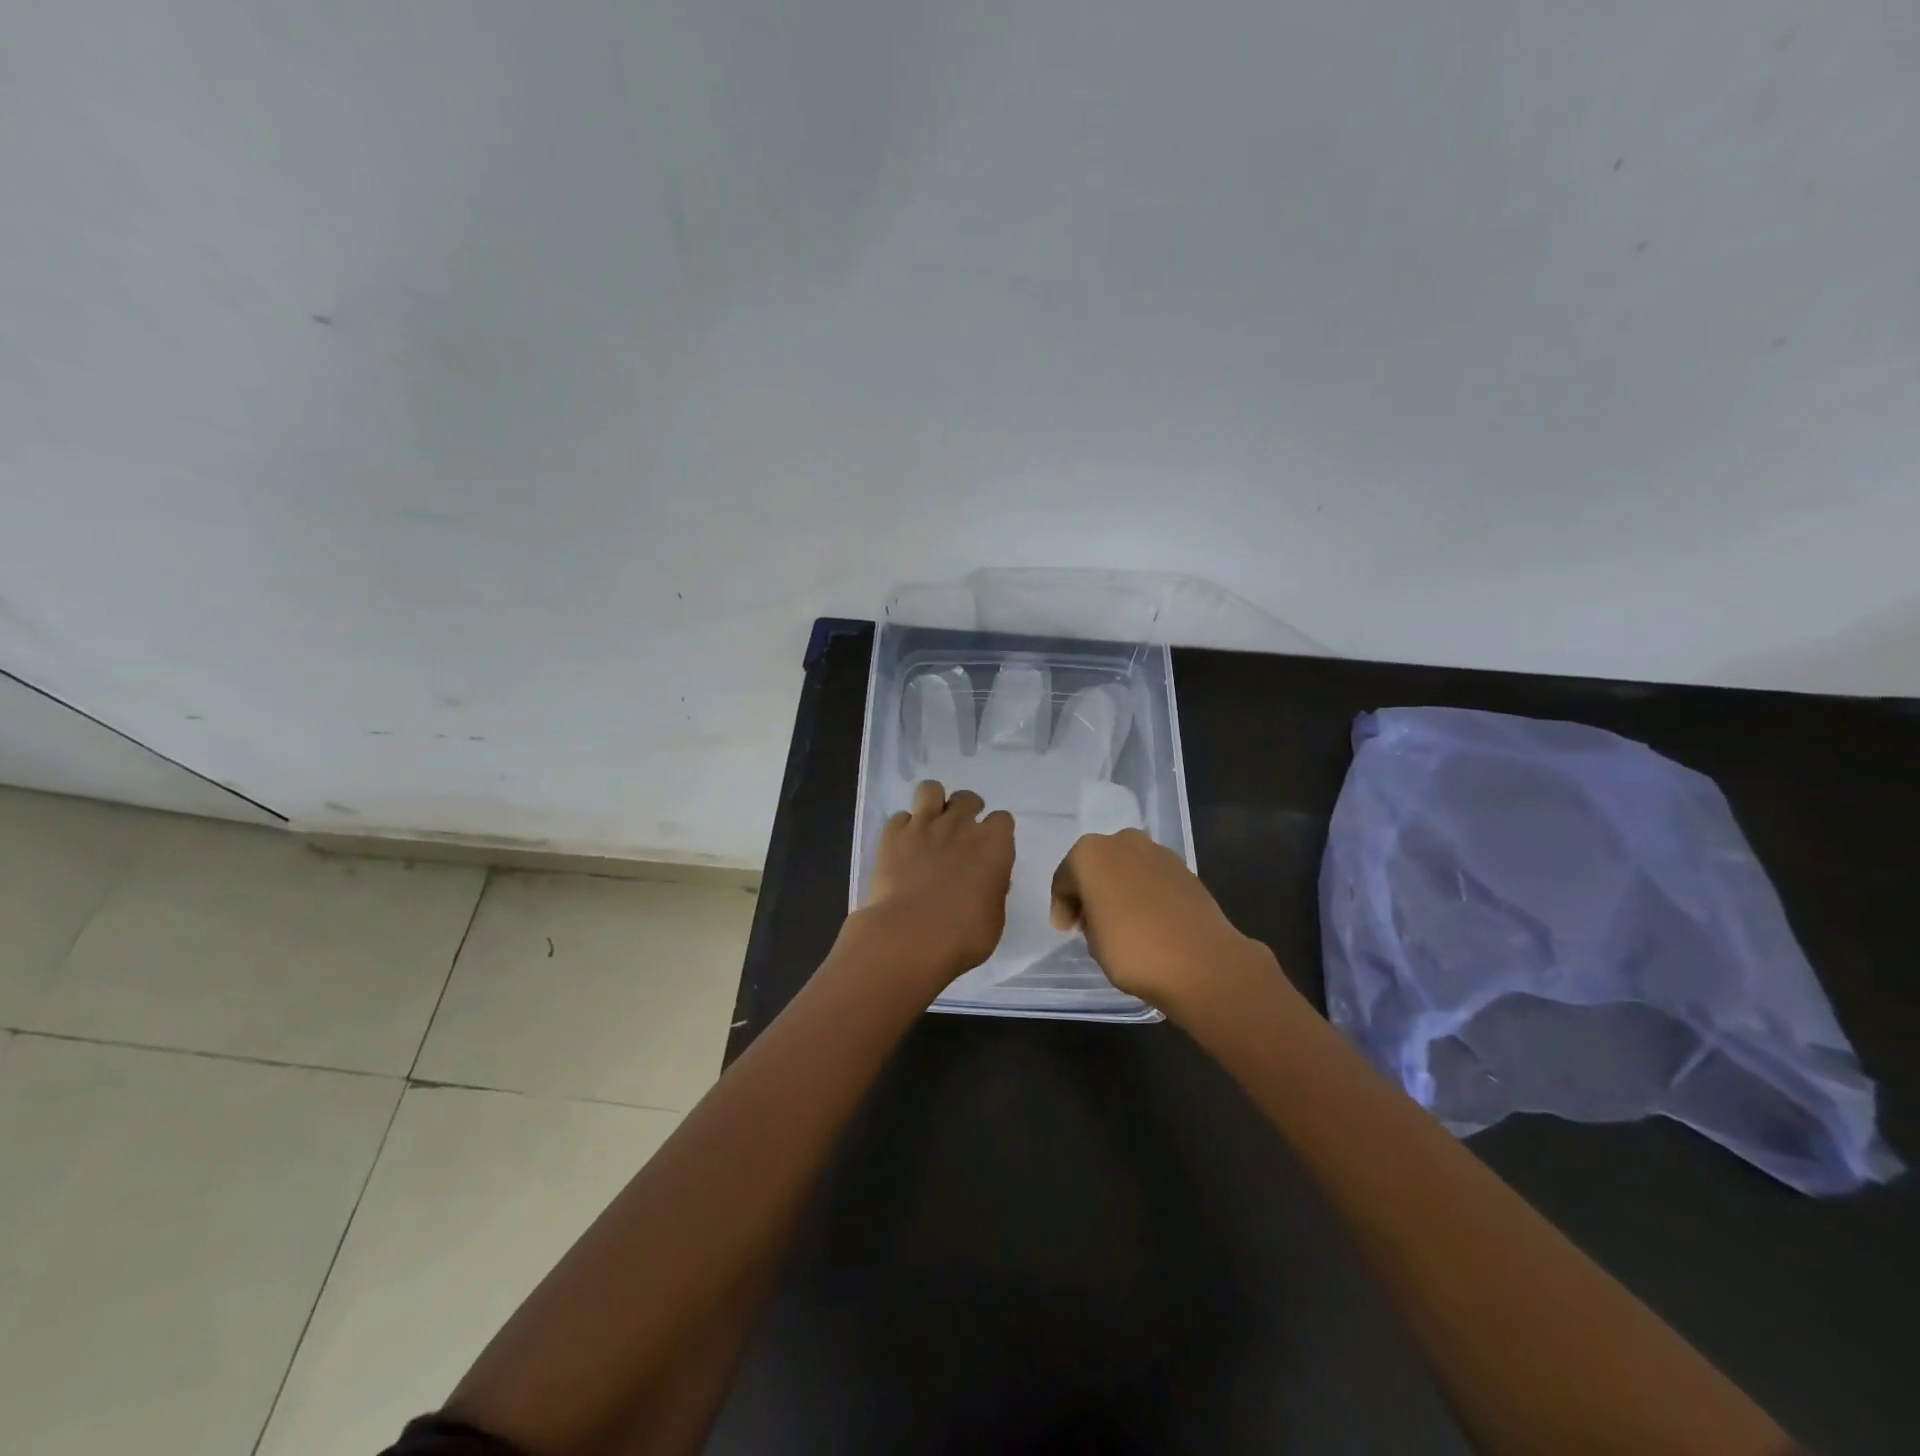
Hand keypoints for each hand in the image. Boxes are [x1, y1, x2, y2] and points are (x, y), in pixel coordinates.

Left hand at [858, 780, 1015, 987]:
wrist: (909, 936)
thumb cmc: (962, 936)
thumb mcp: (993, 918)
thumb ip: (992, 890)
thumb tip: (987, 880)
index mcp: (993, 845)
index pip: (1003, 820)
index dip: (996, 832)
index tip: (990, 848)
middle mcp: (960, 826)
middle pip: (968, 798)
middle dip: (966, 810)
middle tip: (960, 834)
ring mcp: (923, 825)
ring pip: (930, 789)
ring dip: (933, 803)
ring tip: (930, 824)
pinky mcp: (891, 834)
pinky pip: (899, 817)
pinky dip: (902, 828)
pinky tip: (901, 847)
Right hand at [1049, 828, 1274, 1015]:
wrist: (1200, 961)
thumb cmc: (1132, 949)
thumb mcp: (1092, 942)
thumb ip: (1089, 919)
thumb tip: (1100, 914)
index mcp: (1089, 854)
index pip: (1064, 879)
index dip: (1062, 906)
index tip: (1066, 930)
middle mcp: (1122, 842)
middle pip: (1096, 866)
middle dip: (1090, 890)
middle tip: (1090, 924)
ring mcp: (1157, 852)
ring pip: (1125, 868)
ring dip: (1119, 889)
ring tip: (1121, 923)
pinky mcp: (1184, 868)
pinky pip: (1151, 878)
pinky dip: (1144, 893)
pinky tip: (1148, 920)